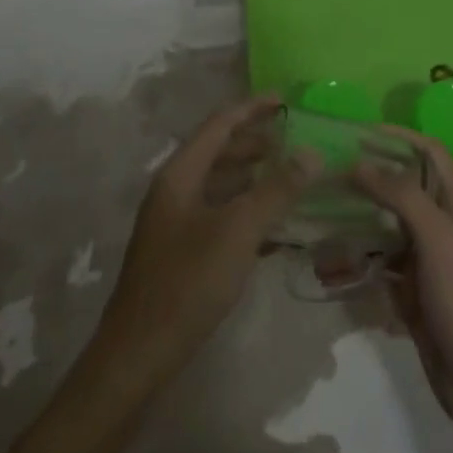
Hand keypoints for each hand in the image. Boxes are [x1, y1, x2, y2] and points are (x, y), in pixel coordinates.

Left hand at [92, 97, 317, 390]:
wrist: (139, 353)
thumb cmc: (188, 282)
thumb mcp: (238, 231)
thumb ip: (276, 190)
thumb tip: (312, 152)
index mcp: (180, 174)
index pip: (219, 125)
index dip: (252, 109)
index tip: (285, 100)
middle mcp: (175, 189)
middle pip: (218, 151)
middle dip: (255, 142)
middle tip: (294, 139)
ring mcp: (175, 222)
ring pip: (219, 184)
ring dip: (253, 176)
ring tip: (289, 176)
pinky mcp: (181, 251)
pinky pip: (219, 214)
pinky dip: (246, 209)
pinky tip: (274, 225)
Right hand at [355, 130, 452, 449]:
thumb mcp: (439, 239)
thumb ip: (402, 196)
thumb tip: (360, 162)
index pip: (428, 153)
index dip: (399, 136)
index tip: (358, 132)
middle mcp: (439, 226)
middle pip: (400, 188)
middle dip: (366, 177)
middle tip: (324, 173)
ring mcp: (424, 262)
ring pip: (383, 228)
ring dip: (353, 221)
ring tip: (315, 214)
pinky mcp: (410, 294)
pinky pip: (376, 267)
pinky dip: (353, 262)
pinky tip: (325, 264)